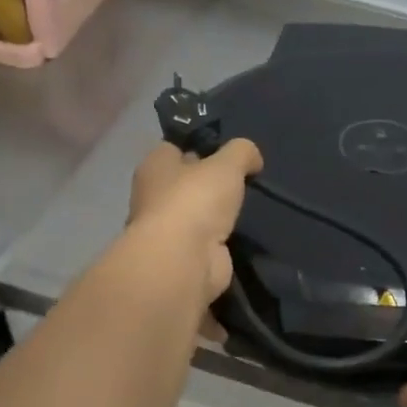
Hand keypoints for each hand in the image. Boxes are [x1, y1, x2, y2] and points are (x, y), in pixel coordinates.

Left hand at [126, 139, 263, 305]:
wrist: (185, 261)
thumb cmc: (196, 200)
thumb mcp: (228, 163)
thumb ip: (242, 152)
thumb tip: (252, 158)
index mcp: (154, 166)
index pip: (174, 148)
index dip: (200, 146)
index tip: (228, 150)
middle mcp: (155, 196)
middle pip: (187, 181)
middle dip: (212, 181)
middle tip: (245, 178)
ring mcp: (169, 229)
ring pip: (199, 212)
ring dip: (219, 211)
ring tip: (251, 204)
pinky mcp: (186, 255)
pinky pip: (208, 238)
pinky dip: (224, 237)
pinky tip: (245, 231)